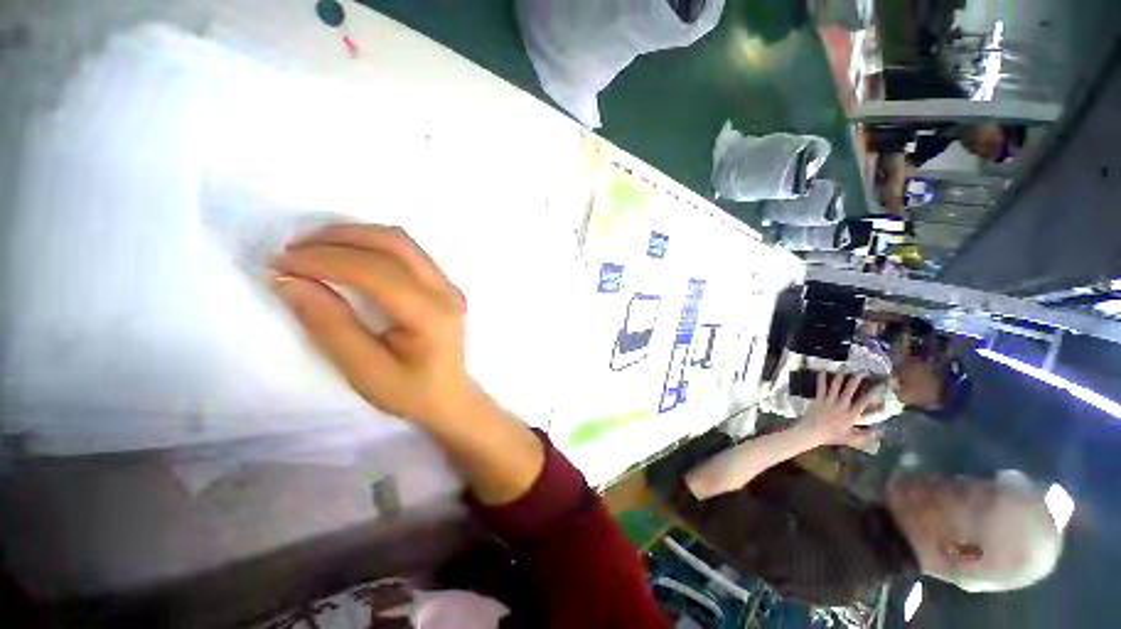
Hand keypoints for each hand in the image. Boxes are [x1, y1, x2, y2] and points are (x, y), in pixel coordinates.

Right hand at [270, 224, 477, 425]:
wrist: (449, 396)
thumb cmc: (411, 392)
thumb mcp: (365, 371)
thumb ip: (331, 326)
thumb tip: (289, 281)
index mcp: (432, 315)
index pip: (378, 271)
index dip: (326, 260)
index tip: (280, 263)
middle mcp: (446, 291)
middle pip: (395, 243)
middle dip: (340, 237)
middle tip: (294, 250)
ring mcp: (449, 285)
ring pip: (403, 242)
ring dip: (356, 236)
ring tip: (313, 248)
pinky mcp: (444, 285)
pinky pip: (408, 252)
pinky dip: (372, 245)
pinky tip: (347, 255)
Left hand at [799, 373, 883, 447]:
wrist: (812, 432)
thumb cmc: (832, 436)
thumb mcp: (852, 439)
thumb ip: (867, 436)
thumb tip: (882, 432)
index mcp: (851, 415)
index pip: (864, 401)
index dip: (873, 392)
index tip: (879, 385)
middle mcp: (841, 406)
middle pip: (850, 390)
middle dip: (856, 380)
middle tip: (861, 372)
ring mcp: (829, 401)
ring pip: (836, 386)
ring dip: (840, 377)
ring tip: (844, 369)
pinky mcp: (819, 399)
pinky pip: (821, 387)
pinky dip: (821, 379)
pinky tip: (822, 372)